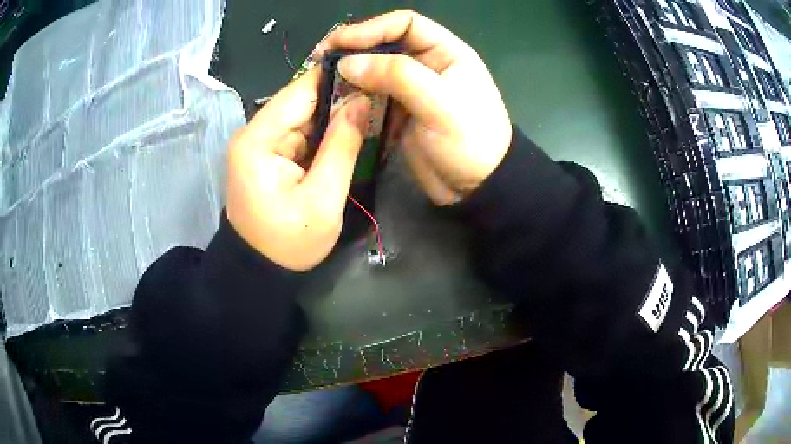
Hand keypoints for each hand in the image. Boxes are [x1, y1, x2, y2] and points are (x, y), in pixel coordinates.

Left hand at [226, 68, 370, 270]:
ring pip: (303, 115)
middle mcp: (253, 133)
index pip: (300, 91)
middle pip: (301, 101)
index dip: (337, 78)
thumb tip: (362, 100)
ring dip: (334, 115)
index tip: (374, 72)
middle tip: (380, 95)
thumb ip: (342, 146)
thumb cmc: (289, 243)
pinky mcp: (266, 153)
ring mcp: (259, 143)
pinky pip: (300, 132)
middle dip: (340, 98)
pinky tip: (348, 132)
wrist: (259, 269)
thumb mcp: (323, 199)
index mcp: (258, 140)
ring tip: (370, 112)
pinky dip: (323, 132)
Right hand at [316, 10, 511, 204]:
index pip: (405, 24)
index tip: (339, 43)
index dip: (371, 28)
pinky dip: (354, 99)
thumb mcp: (440, 105)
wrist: (478, 188)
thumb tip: (348, 63)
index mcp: (446, 52)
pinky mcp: (401, 112)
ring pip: (375, 71)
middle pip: (384, 45)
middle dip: (354, 50)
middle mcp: (428, 64)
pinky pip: (373, 97)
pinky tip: (337, 103)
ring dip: (350, 76)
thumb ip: (396, 76)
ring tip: (323, 83)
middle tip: (320, 61)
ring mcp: (413, 89)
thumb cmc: (470, 142)